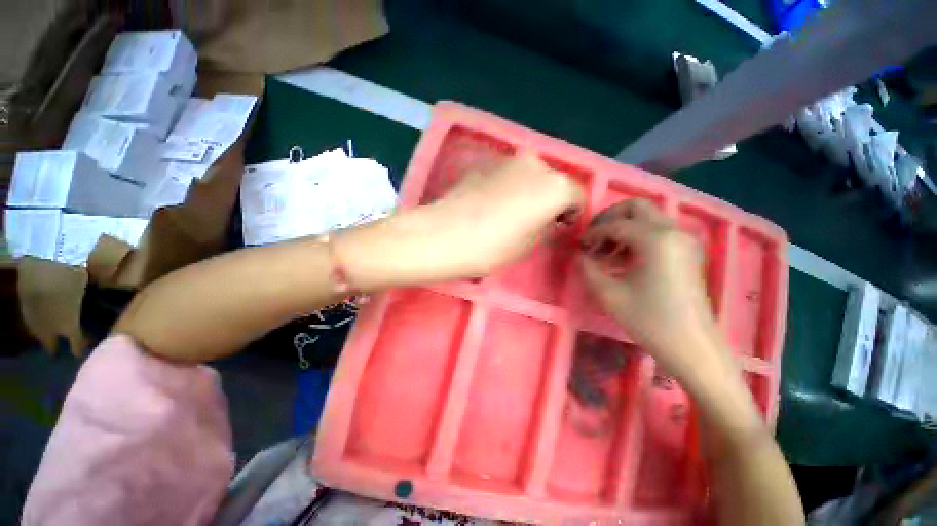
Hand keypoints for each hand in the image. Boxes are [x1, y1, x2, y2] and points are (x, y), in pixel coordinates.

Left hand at [415, 153, 584, 277]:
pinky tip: (490, 206)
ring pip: (528, 177)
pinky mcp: (483, 165)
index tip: (561, 229)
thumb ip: (546, 226)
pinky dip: (506, 188)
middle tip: (536, 222)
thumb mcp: (530, 245)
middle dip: (549, 200)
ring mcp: (507, 161)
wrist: (444, 236)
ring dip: (527, 192)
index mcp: (555, 185)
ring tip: (510, 214)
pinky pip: (505, 177)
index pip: (578, 197)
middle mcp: (536, 164)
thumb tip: (547, 219)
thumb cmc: (493, 247)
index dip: (572, 215)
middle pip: (552, 182)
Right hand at [580, 199, 728, 381]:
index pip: (615, 224)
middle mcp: (673, 231)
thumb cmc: (649, 320)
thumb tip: (580, 254)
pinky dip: (636, 238)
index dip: (592, 233)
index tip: (579, 246)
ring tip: (605, 253)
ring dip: (622, 229)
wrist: (691, 347)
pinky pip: (656, 232)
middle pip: (636, 207)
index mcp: (656, 239)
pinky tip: (622, 260)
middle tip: (594, 238)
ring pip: (646, 218)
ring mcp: (683, 240)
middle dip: (609, 218)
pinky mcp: (686, 252)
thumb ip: (588, 268)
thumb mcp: (608, 294)